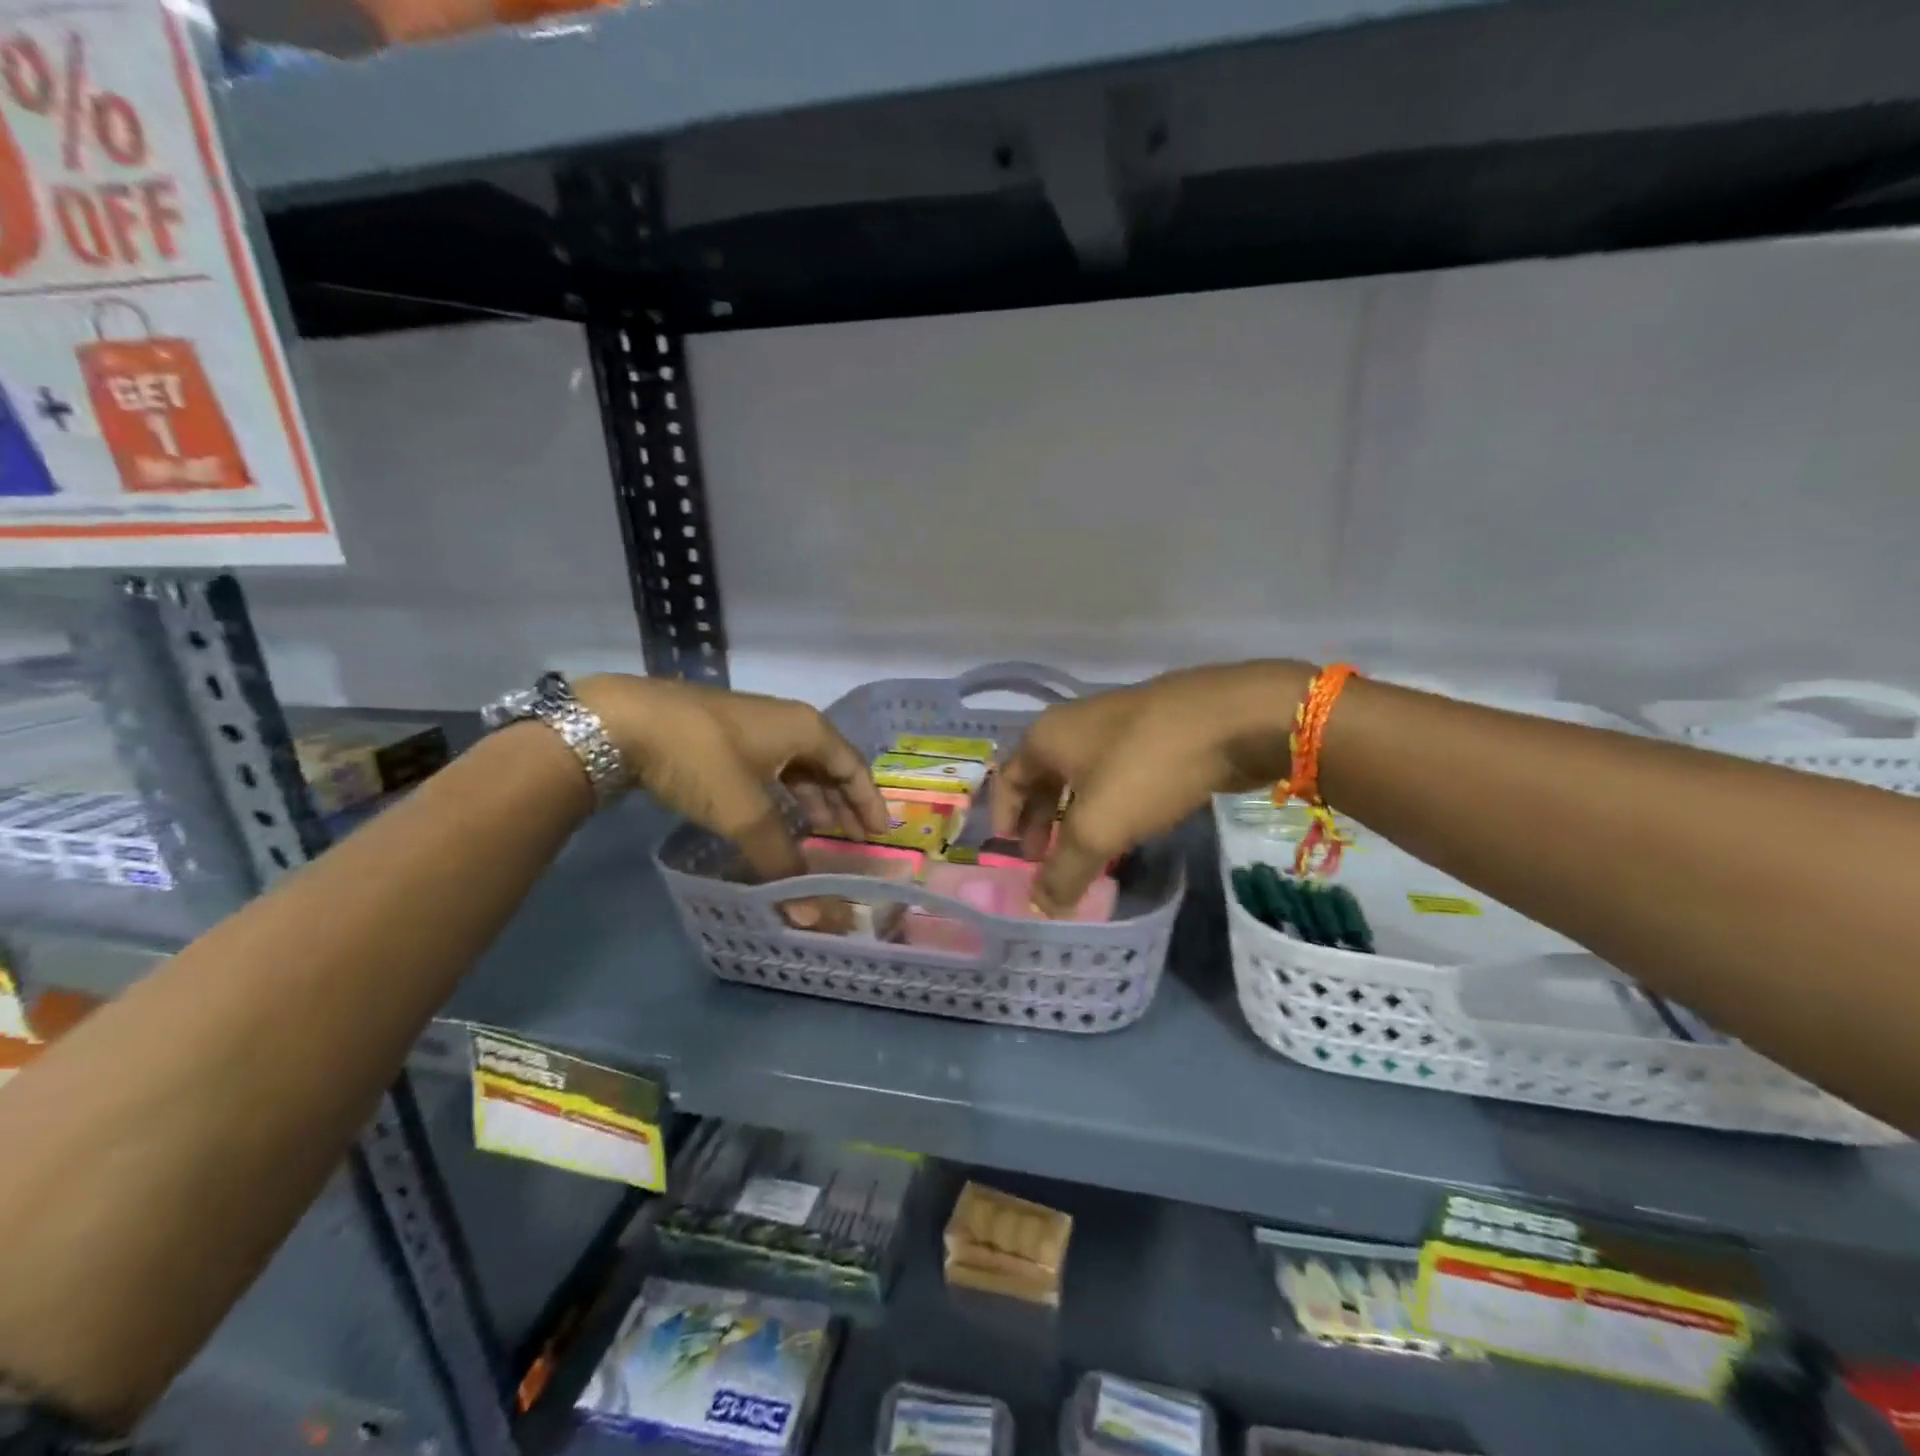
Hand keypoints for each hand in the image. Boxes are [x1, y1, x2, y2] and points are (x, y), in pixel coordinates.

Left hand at [574, 675, 889, 888]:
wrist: (622, 721)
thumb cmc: (700, 759)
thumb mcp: (746, 813)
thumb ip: (781, 861)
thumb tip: (811, 915)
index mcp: (806, 729)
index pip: (853, 766)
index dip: (869, 801)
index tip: (881, 834)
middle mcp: (788, 721)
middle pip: (829, 764)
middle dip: (842, 802)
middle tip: (853, 839)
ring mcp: (755, 724)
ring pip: (798, 764)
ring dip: (812, 797)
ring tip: (817, 831)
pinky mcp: (726, 733)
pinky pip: (772, 765)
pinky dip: (783, 791)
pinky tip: (774, 813)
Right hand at [991, 661, 1310, 914]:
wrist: (1232, 719)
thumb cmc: (1146, 768)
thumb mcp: (1097, 829)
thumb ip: (1064, 872)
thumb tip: (1040, 909)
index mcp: (1047, 737)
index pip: (1009, 779)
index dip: (1005, 818)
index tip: (1013, 854)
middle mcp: (1075, 724)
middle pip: (1044, 778)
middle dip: (1042, 821)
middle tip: (1046, 859)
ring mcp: (1118, 724)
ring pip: (1083, 776)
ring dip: (1078, 815)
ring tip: (1088, 850)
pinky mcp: (1155, 732)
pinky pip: (1118, 773)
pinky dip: (1111, 802)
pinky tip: (1129, 826)